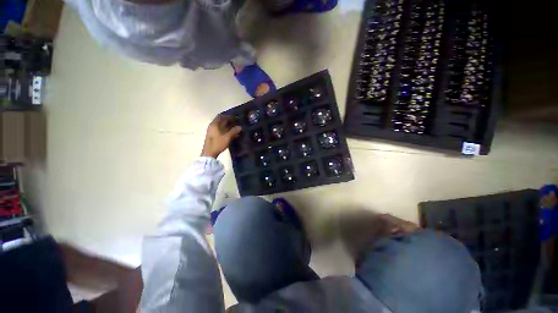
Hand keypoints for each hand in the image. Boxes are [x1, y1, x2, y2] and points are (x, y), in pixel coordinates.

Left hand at [201, 115, 241, 158]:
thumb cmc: (218, 144)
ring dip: (228, 126)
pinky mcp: (213, 135)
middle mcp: (212, 126)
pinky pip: (220, 130)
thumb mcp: (227, 137)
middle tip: (237, 123)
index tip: (236, 118)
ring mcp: (212, 131)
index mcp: (214, 124)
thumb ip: (234, 131)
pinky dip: (226, 130)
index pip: (221, 116)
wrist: (209, 153)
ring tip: (236, 128)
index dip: (229, 116)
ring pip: (221, 126)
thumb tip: (240, 127)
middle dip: (229, 121)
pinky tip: (232, 134)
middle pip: (221, 120)